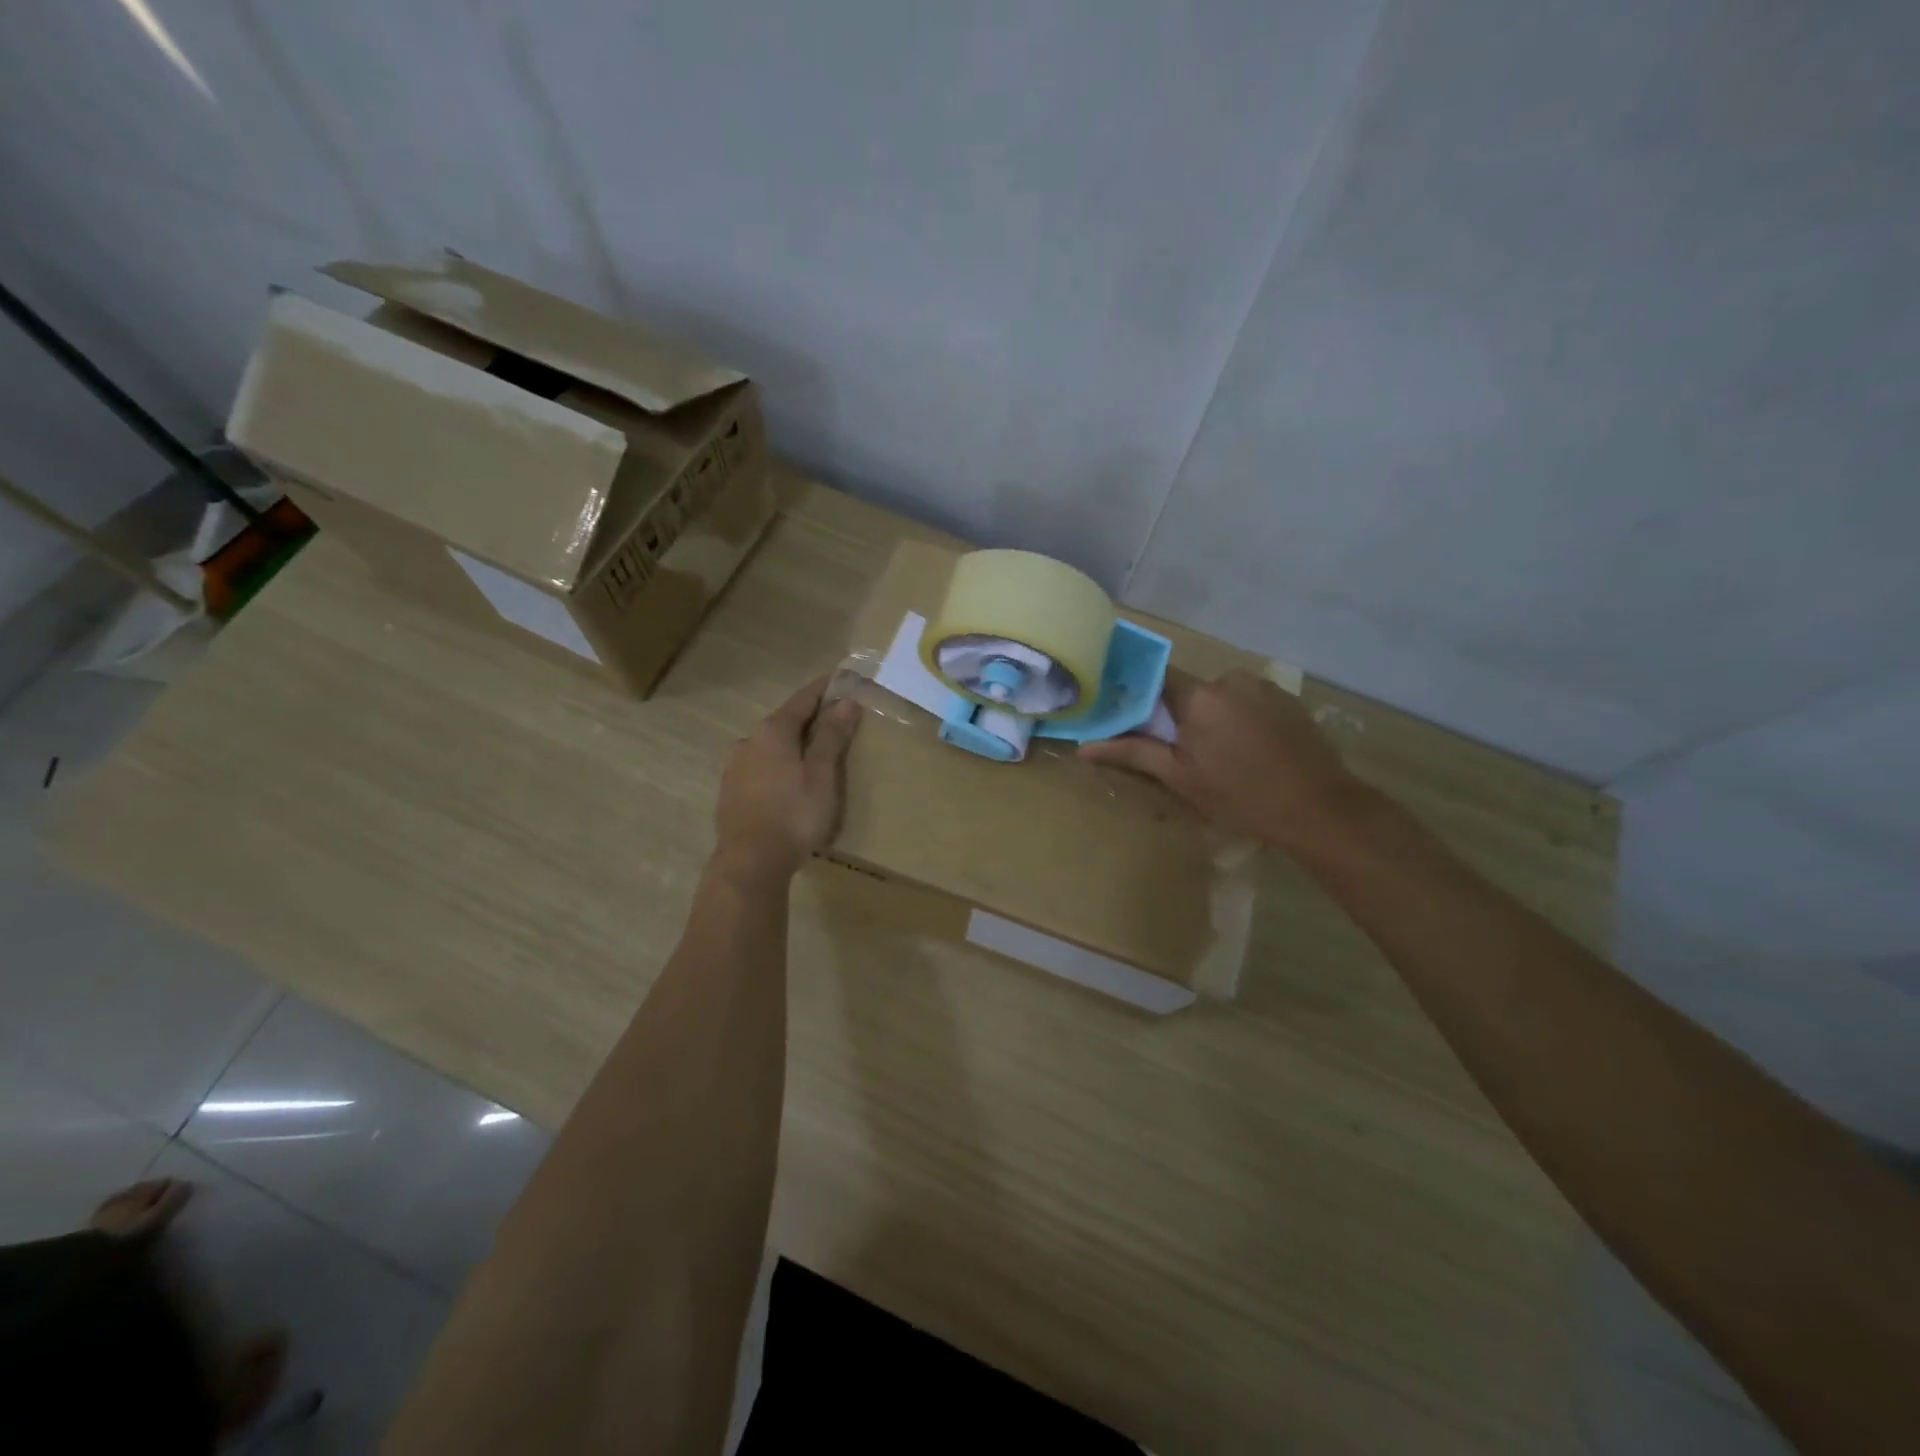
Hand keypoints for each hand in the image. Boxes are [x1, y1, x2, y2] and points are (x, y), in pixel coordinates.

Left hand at [712, 675, 861, 886]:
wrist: (751, 862)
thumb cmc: (794, 813)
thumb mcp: (821, 774)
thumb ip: (832, 736)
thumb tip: (846, 701)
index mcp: (772, 731)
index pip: (803, 699)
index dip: (824, 689)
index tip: (842, 679)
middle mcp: (749, 742)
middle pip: (784, 722)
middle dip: (809, 720)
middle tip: (835, 720)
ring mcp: (735, 768)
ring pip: (770, 747)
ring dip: (792, 746)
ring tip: (814, 756)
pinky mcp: (730, 793)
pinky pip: (760, 769)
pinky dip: (778, 767)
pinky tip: (789, 783)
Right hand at [1078, 670, 1366, 850]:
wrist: (1319, 808)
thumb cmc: (1240, 796)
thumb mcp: (1180, 778)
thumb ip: (1132, 753)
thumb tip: (1083, 746)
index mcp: (1199, 696)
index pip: (1153, 679)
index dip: (1139, 697)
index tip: (1130, 719)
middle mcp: (1230, 679)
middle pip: (1187, 690)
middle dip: (1178, 715)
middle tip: (1180, 752)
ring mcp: (1263, 686)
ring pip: (1218, 695)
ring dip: (1210, 717)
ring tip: (1219, 756)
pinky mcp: (1286, 698)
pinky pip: (1246, 700)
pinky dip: (1238, 718)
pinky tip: (1248, 750)